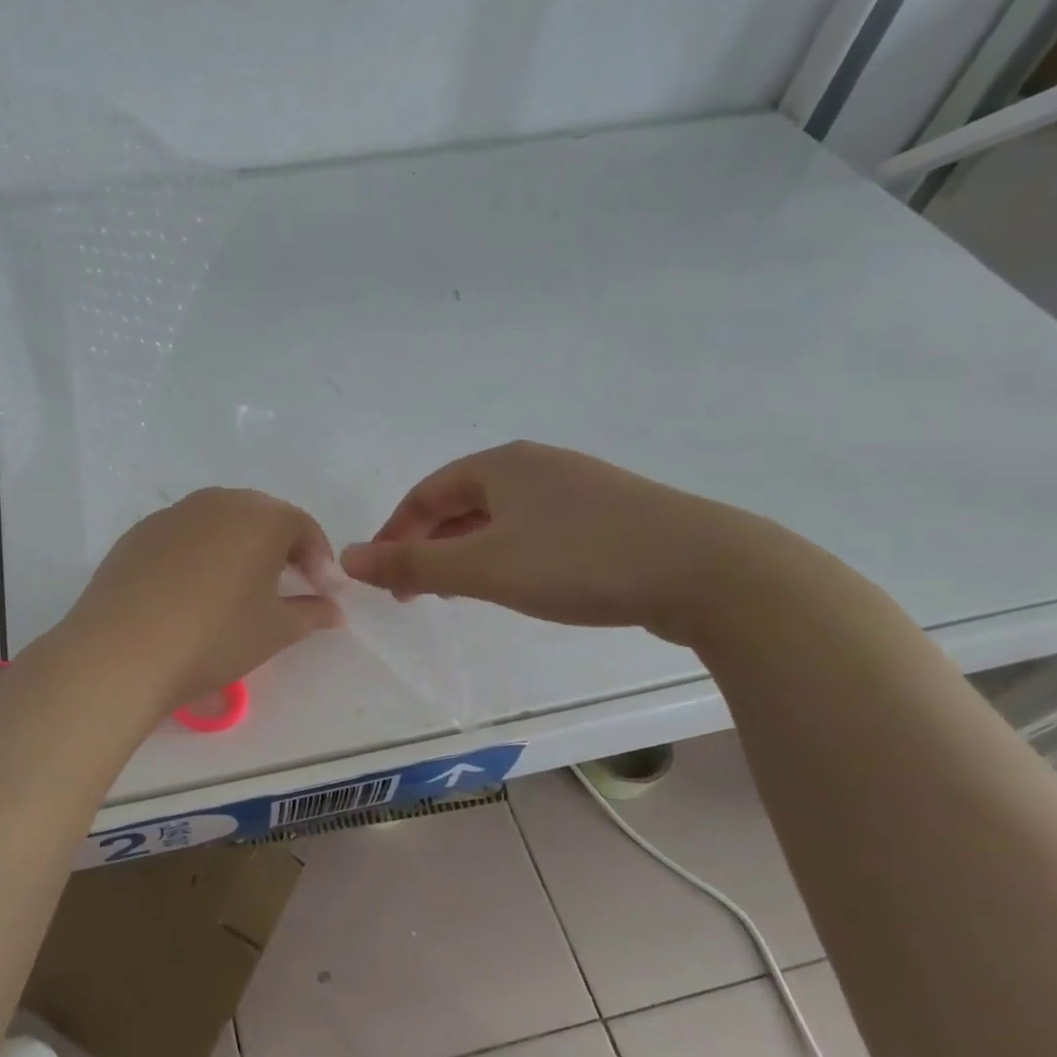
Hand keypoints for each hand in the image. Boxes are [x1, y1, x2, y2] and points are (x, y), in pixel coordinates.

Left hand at [58, 488, 341, 712]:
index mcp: (260, 516)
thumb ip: (311, 613)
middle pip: (260, 518)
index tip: (324, 594)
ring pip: (219, 524)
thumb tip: (332, 609)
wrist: (122, 650)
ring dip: (237, 549)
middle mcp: (218, 502)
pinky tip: (190, 594)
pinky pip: (183, 537)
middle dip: (280, 550)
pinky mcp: (138, 534)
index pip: (303, 528)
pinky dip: (198, 556)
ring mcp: (172, 514)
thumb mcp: (274, 630)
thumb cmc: (214, 637)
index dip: (320, 561)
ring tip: (237, 591)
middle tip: (286, 587)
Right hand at [340, 442, 777, 643]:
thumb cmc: (579, 562)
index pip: (426, 492)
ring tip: (459, 591)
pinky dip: (510, 553)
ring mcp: (579, 486)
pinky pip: (538, 528)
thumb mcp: (483, 568)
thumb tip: (348, 558)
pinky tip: (521, 582)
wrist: (708, 571)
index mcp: (501, 465)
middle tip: (416, 590)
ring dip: (468, 551)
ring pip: (501, 516)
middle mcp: (536, 464)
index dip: (395, 532)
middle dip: (430, 543)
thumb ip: (412, 564)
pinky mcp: (612, 514)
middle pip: (462, 501)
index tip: (381, 575)